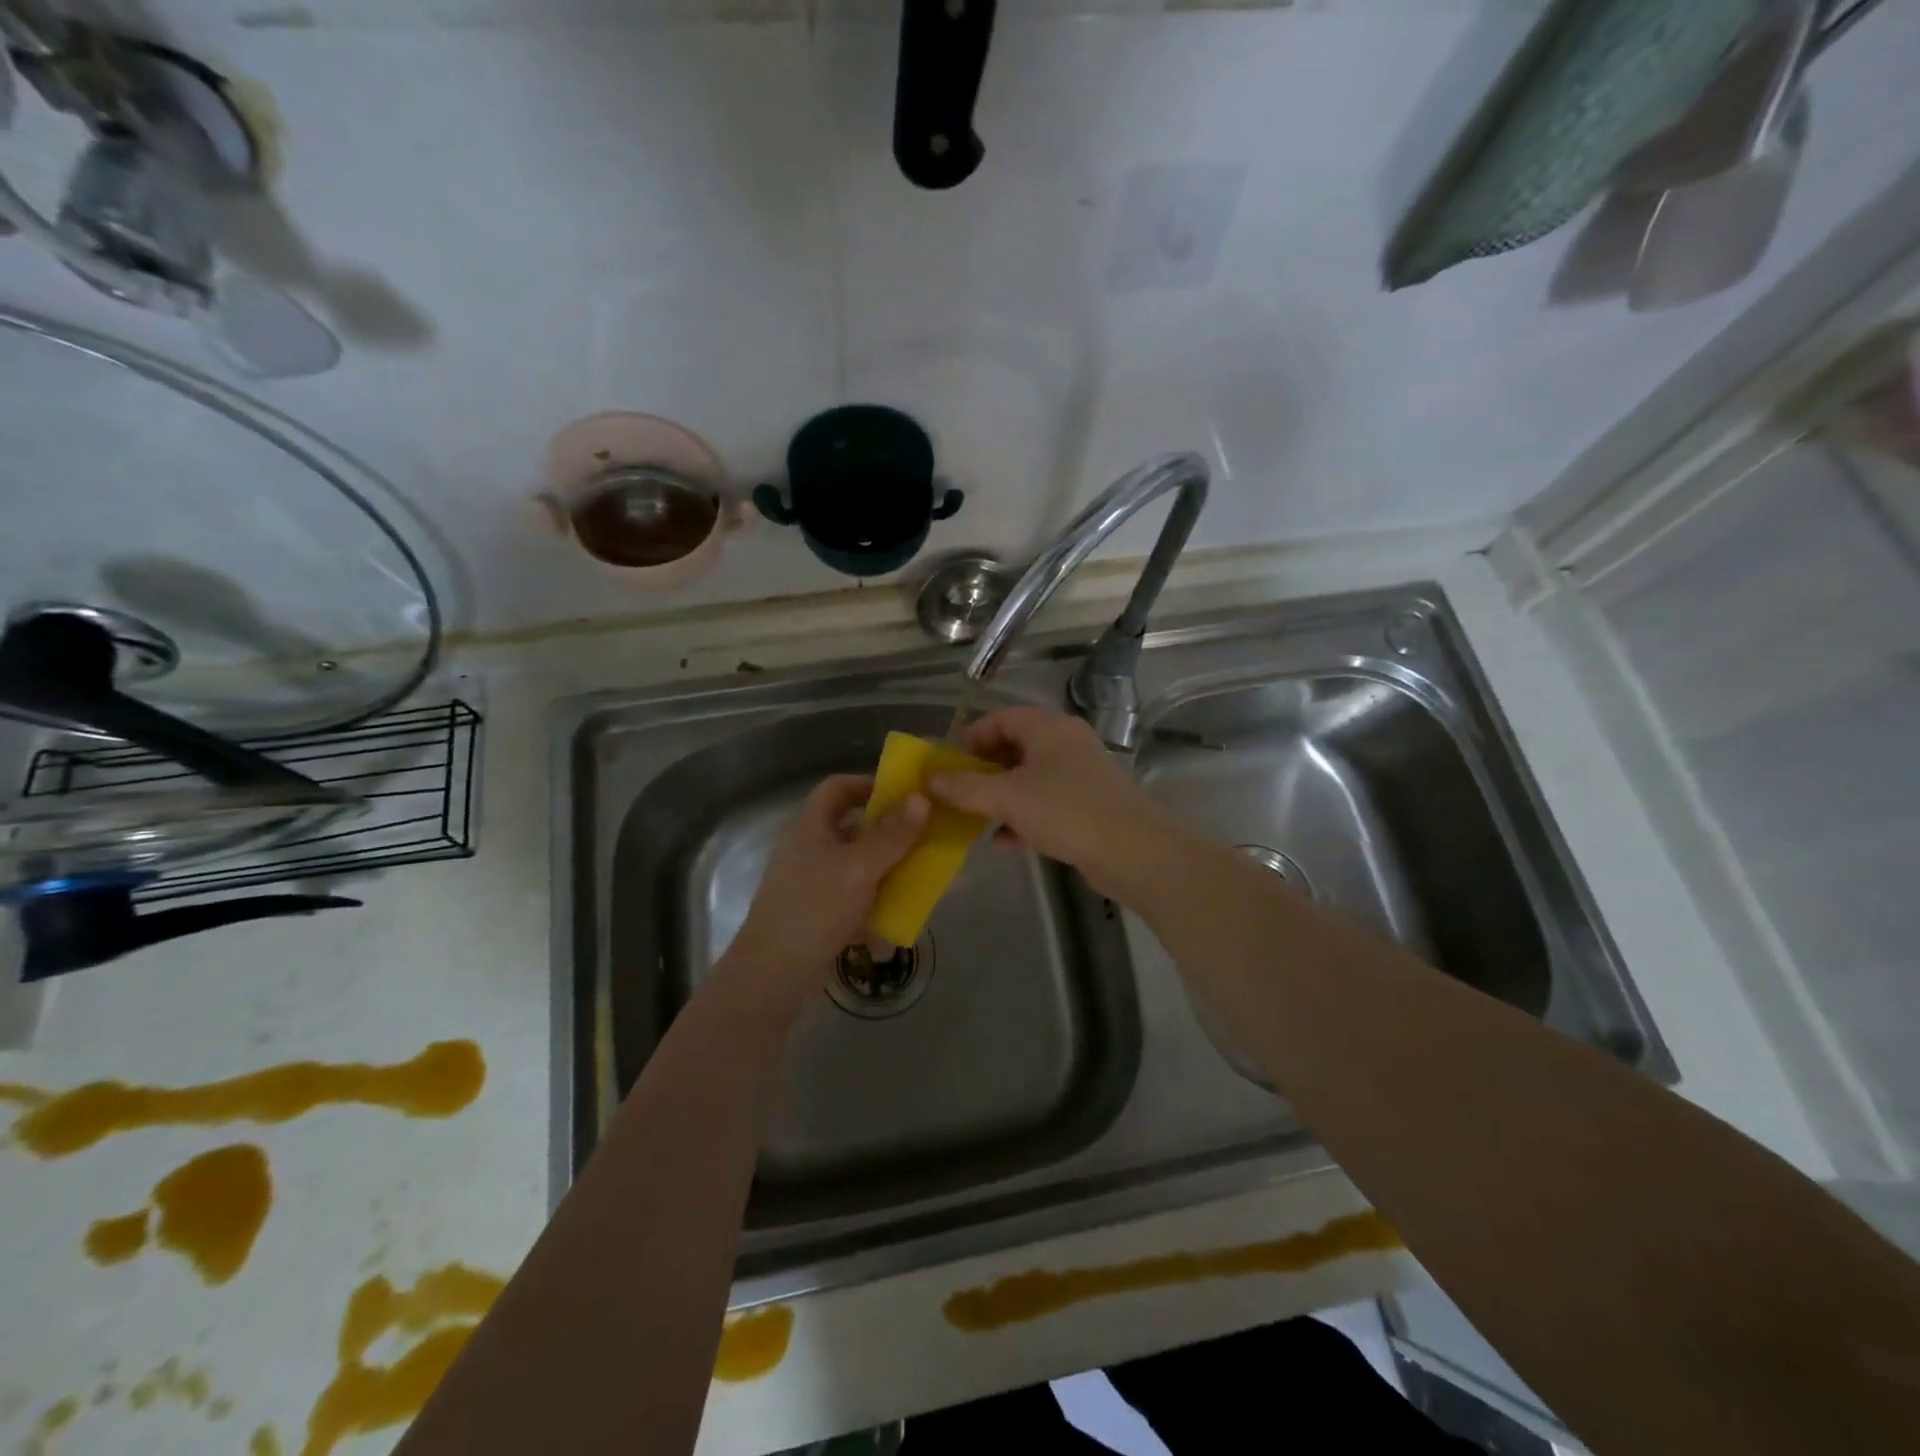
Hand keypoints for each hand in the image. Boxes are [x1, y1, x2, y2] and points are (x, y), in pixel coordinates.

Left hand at [722, 774, 927, 1003]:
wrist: (774, 975)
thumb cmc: (814, 909)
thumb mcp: (859, 867)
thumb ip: (892, 834)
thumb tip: (921, 798)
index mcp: (811, 827)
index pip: (838, 787)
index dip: (870, 784)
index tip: (907, 795)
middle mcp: (812, 849)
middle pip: (855, 826)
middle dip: (892, 831)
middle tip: (928, 835)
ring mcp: (816, 883)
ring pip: (861, 864)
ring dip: (892, 866)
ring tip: (927, 872)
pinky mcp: (823, 914)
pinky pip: (859, 896)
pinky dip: (882, 898)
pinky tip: (908, 910)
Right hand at [927, 706, 1183, 897]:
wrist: (1132, 852)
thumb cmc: (1066, 811)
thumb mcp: (1007, 797)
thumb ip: (965, 787)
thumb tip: (929, 779)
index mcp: (1048, 727)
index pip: (1000, 717)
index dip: (970, 737)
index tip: (947, 764)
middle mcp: (1065, 743)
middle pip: (1014, 747)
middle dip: (982, 770)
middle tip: (956, 792)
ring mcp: (1080, 774)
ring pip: (1029, 778)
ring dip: (1000, 795)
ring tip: (972, 817)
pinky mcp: (1088, 805)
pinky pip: (1045, 803)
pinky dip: (1022, 816)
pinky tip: (1003, 841)